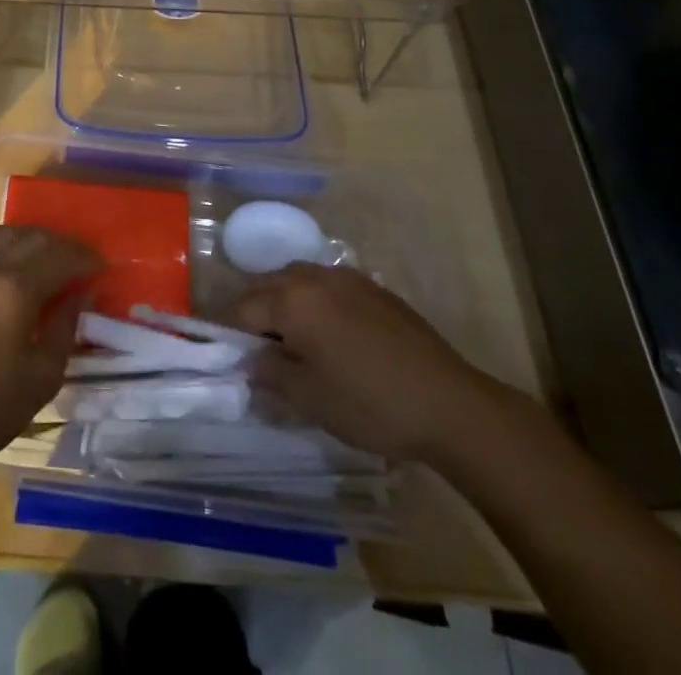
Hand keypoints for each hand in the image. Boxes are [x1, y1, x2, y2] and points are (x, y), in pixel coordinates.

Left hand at [0, 225, 100, 483]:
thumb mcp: (42, 378)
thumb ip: (65, 329)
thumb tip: (81, 294)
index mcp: (16, 291)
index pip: (61, 258)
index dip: (85, 259)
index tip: (100, 266)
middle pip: (34, 239)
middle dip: (62, 246)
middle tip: (77, 261)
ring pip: (2, 234)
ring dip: (29, 237)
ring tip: (42, 253)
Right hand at [234, 263, 503, 463]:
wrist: (448, 403)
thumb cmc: (370, 404)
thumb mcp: (310, 399)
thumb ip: (270, 374)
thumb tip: (250, 360)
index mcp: (292, 300)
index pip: (243, 308)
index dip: (231, 333)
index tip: (232, 357)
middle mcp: (313, 277)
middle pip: (267, 285)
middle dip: (255, 312)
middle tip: (259, 351)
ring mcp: (346, 278)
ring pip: (297, 279)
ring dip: (284, 302)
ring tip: (294, 341)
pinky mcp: (373, 287)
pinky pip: (327, 285)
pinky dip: (314, 301)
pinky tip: (331, 334)